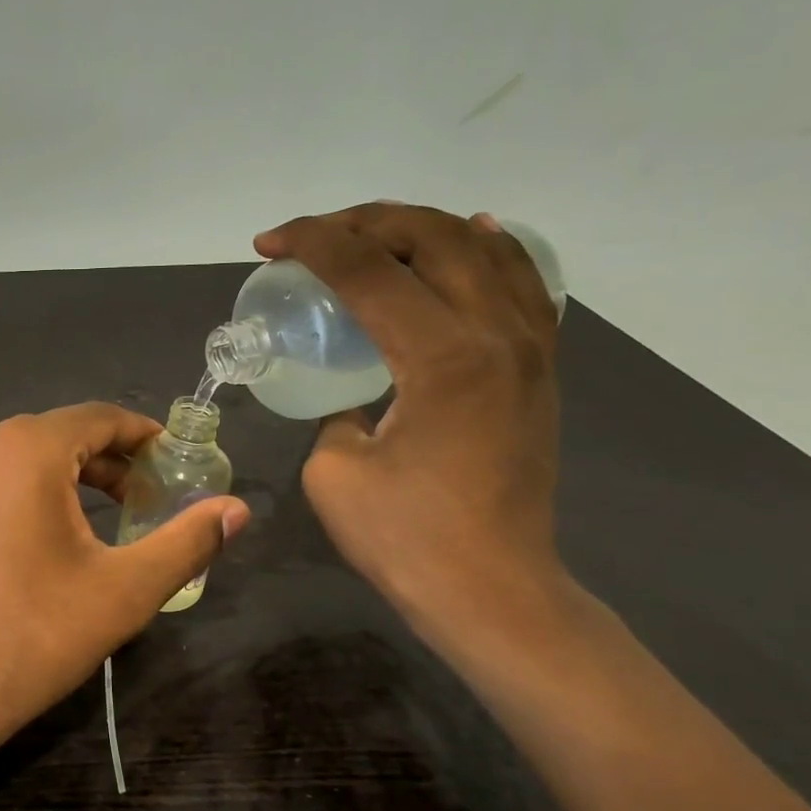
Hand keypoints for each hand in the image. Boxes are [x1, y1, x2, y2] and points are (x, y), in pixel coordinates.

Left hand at [0, 403, 249, 758]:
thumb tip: (239, 510)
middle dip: (108, 464)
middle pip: (59, 435)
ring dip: (66, 478)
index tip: (173, 461)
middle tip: (146, 502)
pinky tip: (42, 536)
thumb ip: (187, 542)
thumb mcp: (123, 591)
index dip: (143, 437)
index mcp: (24, 446)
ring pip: (21, 457)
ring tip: (102, 521)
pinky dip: (24, 492)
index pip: (100, 418)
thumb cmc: (30, 636)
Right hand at [255, 202, 565, 628]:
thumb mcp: (334, 471)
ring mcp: (530, 348)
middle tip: (315, 237)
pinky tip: (470, 238)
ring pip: (484, 248)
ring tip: (374, 234)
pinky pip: (522, 283)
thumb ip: (334, 413)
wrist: (492, 590)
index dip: (312, 242)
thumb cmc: (406, 538)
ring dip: (421, 227)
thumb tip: (351, 397)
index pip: (369, 268)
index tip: (269, 244)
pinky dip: (490, 249)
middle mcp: (496, 334)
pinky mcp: (541, 369)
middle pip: (432, 236)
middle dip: (363, 221)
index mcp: (441, 356)